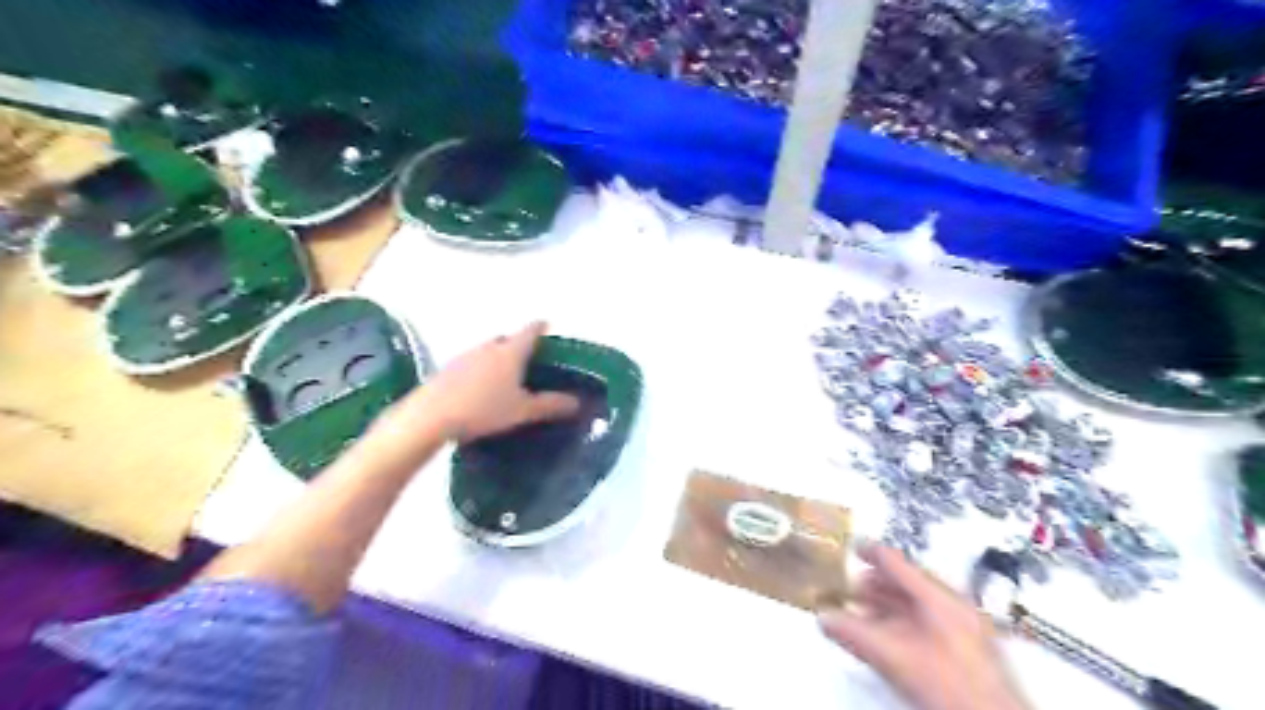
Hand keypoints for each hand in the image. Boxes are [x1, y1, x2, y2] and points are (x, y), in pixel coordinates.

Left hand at [377, 322, 579, 448]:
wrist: (431, 416)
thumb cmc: (484, 409)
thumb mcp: (522, 410)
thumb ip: (550, 405)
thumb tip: (576, 402)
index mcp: (511, 352)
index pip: (530, 331)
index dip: (540, 326)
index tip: (547, 324)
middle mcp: (488, 347)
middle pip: (507, 339)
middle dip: (517, 344)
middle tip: (527, 359)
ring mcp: (465, 356)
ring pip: (487, 351)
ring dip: (497, 357)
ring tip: (504, 377)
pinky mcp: (447, 368)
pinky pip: (471, 363)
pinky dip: (480, 369)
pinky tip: (479, 389)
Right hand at [820, 547, 1027, 709]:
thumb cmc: (954, 688)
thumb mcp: (892, 656)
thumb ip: (853, 634)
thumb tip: (825, 618)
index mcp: (939, 597)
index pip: (896, 561)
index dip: (870, 552)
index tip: (853, 547)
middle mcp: (953, 606)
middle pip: (905, 582)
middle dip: (874, 584)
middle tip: (850, 586)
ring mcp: (963, 628)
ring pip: (915, 604)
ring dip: (885, 605)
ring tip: (862, 612)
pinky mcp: (966, 649)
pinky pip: (926, 624)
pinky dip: (901, 623)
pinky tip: (888, 638)